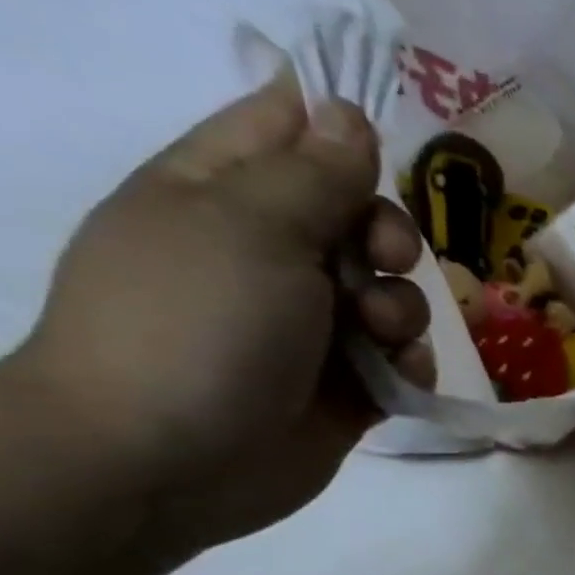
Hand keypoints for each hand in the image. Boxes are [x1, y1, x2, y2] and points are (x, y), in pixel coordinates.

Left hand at [17, 73, 435, 553]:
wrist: (165, 462)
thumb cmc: (197, 324)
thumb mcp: (252, 226)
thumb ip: (313, 171)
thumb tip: (348, 112)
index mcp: (225, 192)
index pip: (290, 129)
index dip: (343, 129)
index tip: (387, 149)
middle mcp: (273, 252)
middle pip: (363, 215)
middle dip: (389, 236)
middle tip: (381, 259)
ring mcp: (313, 322)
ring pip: (395, 290)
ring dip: (403, 306)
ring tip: (378, 335)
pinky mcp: (349, 382)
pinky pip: (405, 355)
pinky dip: (408, 361)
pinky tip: (393, 376)